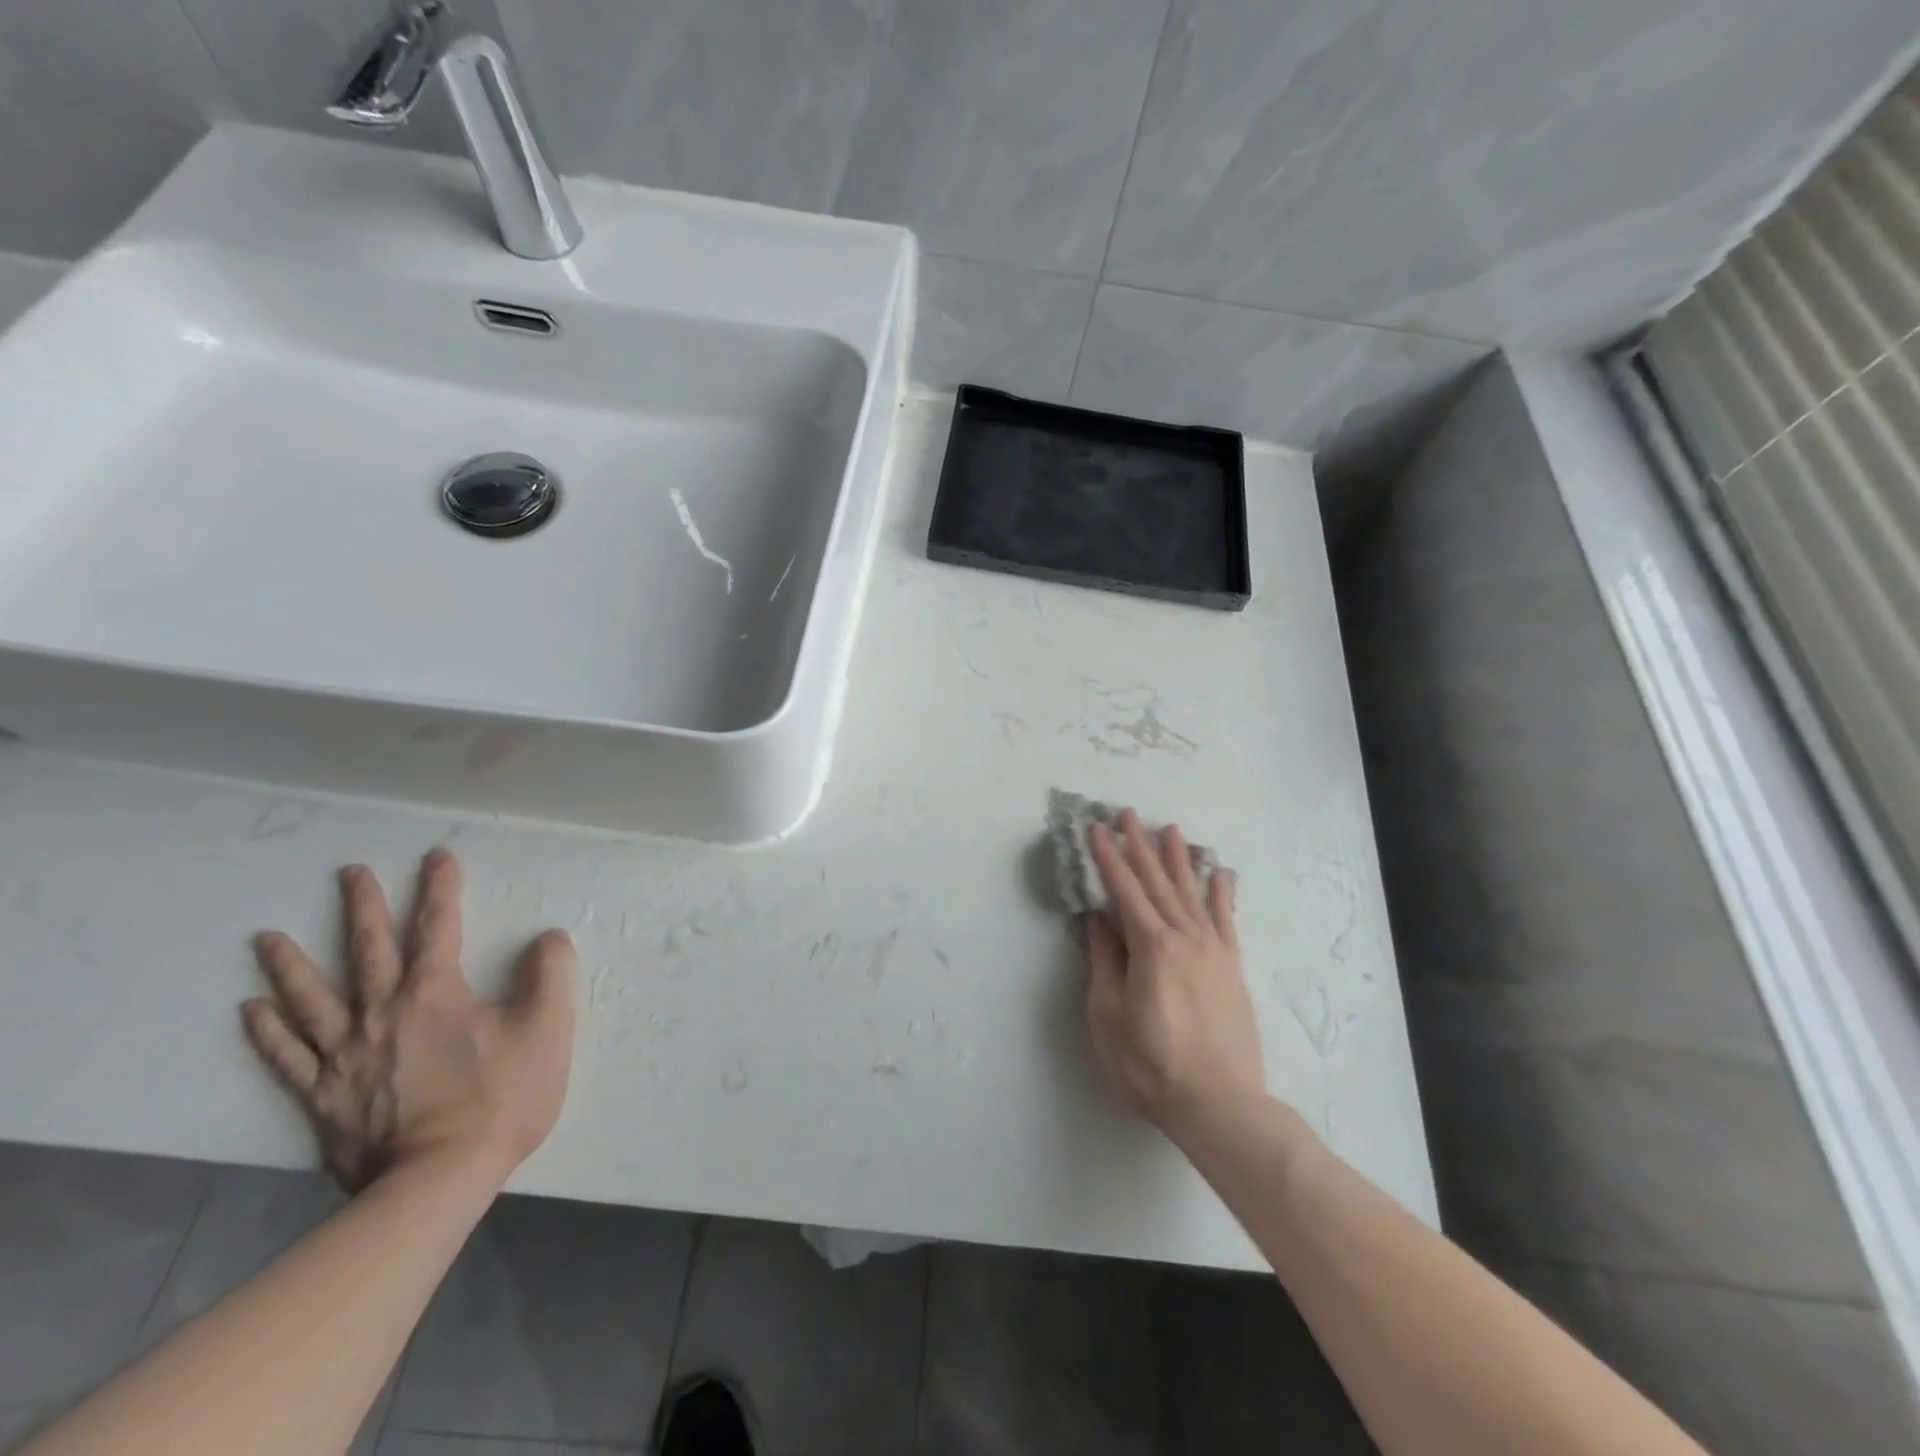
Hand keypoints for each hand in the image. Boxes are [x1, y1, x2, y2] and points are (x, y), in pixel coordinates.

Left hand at [242, 849, 577, 1192]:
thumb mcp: (547, 1031)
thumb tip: (548, 937)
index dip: (440, 889)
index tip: (436, 857)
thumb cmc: (499, 1100)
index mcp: (436, 994)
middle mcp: (382, 1013)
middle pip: (367, 951)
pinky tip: (252, 1011)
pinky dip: (268, 1032)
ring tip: (266, 938)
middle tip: (349, 873)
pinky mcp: (323, 1096)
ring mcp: (345, 1056)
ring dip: (290, 965)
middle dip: (362, 907)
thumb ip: (551, 974)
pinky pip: (288, 1057)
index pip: (438, 927)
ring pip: (311, 1000)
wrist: (438, 1181)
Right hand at [1085, 810, 1263, 1143]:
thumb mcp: (1109, 1015)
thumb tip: (1098, 920)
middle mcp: (1183, 937)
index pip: (1123, 890)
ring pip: (1190, 892)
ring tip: (1170, 828)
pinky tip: (1220, 872)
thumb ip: (1105, 961)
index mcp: (1150, 946)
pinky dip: (1222, 892)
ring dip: (1177, 858)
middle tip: (1128, 813)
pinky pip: (1226, 919)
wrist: (1219, 1104)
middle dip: (1139, 845)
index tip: (1095, 828)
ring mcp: (1213, 950)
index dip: (1107, 857)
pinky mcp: (1232, 967)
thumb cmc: (1150, 1064)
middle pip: (1157, 882)